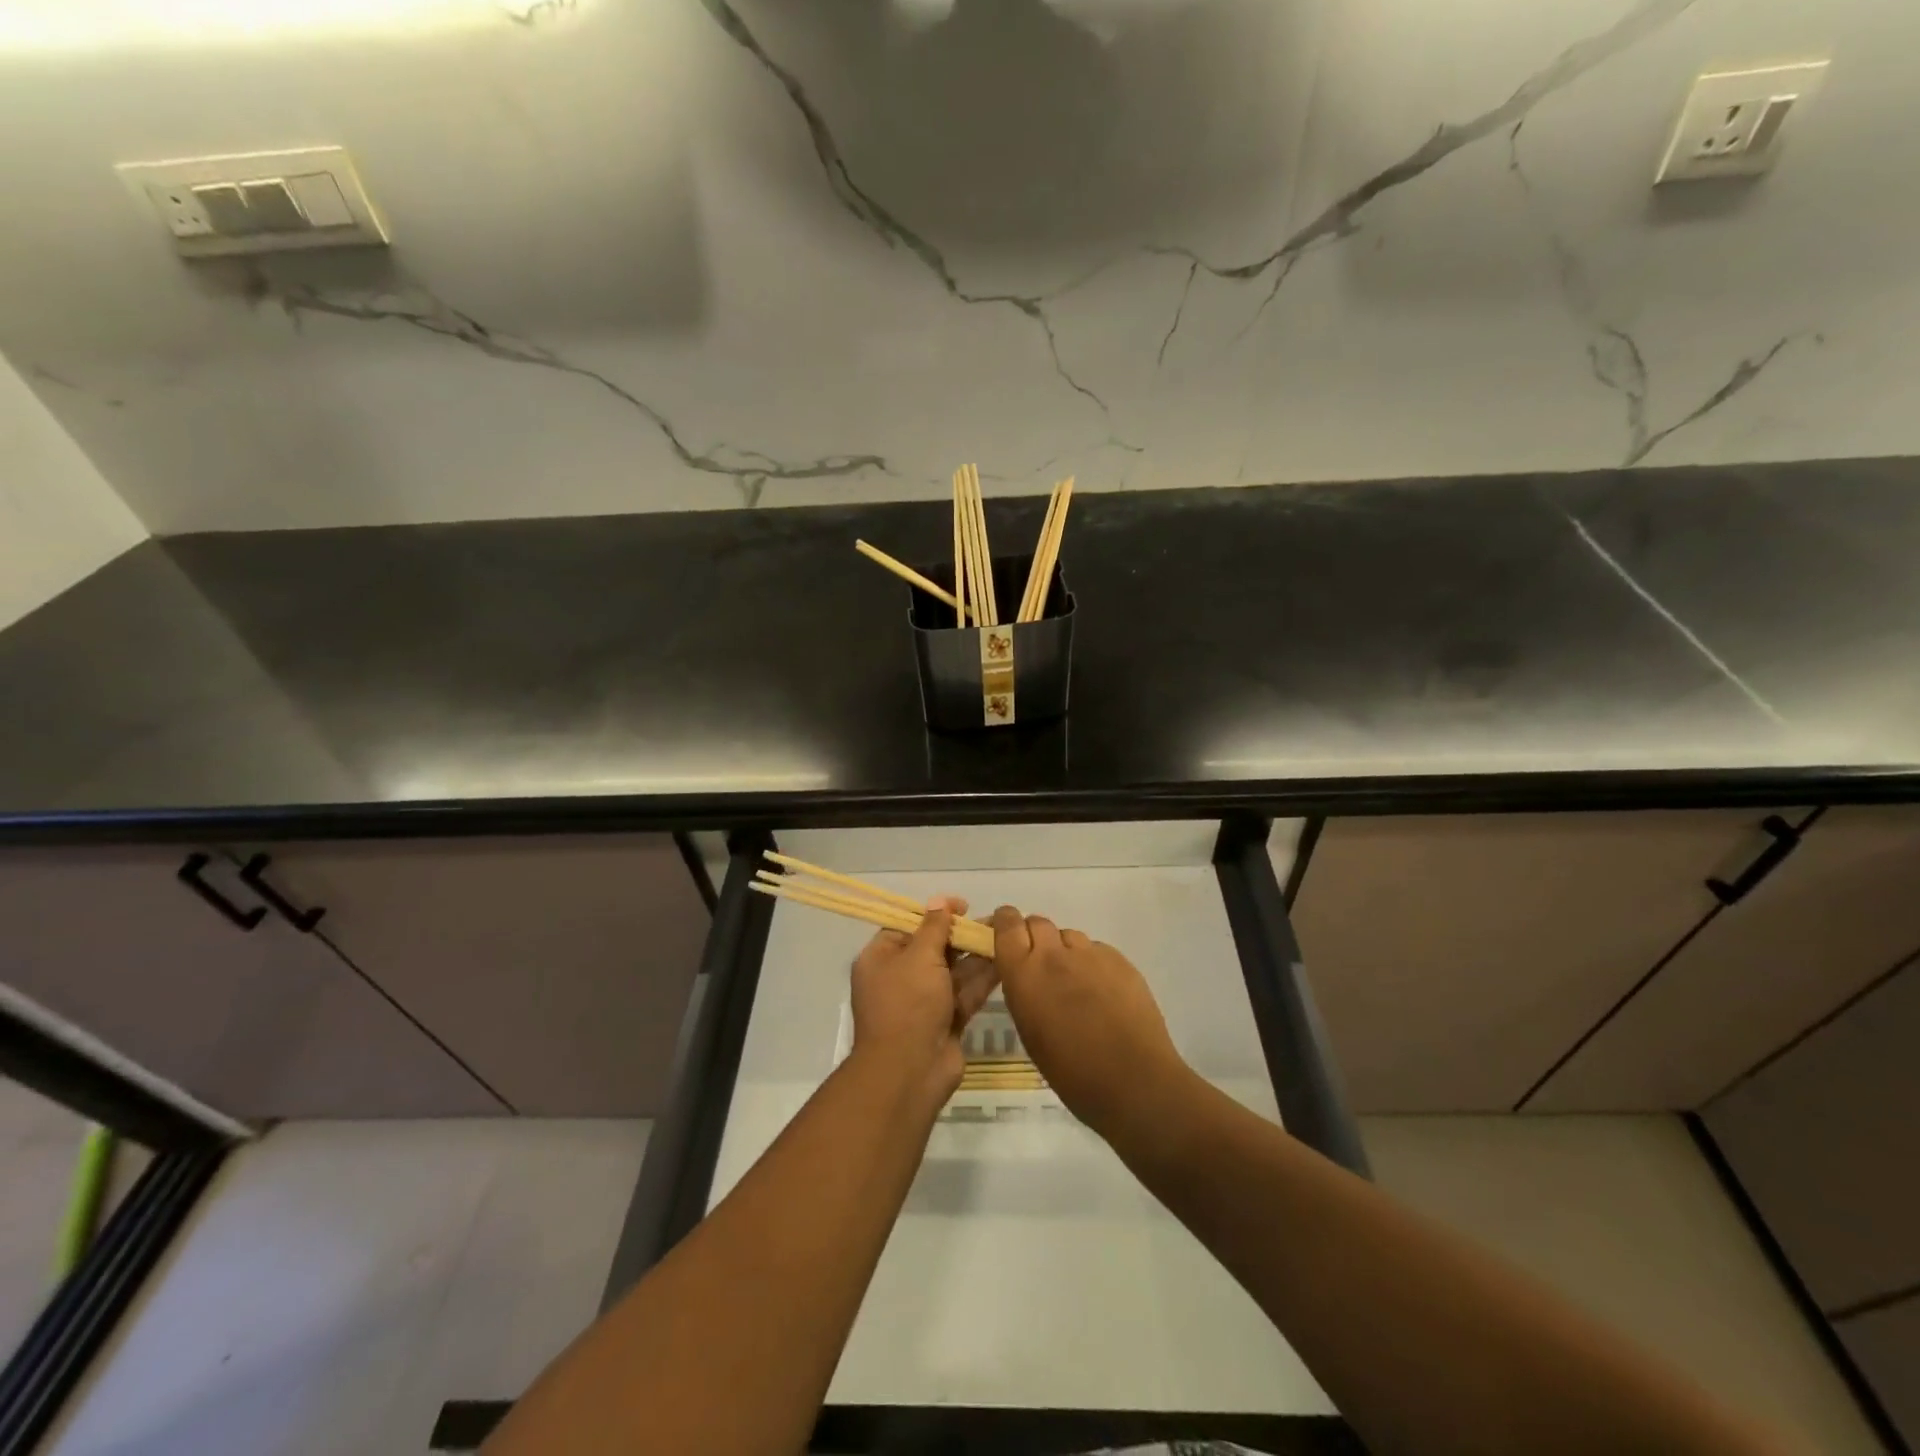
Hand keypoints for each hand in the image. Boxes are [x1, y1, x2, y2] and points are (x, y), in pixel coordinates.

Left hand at [850, 896, 998, 1101]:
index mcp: (880, 959)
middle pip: (932, 948)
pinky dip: (983, 978)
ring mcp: (923, 1001)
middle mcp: (899, 978)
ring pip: (953, 970)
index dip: (933, 914)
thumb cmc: (907, 1004)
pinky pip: (964, 992)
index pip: (906, 926)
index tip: (961, 906)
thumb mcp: (919, 956)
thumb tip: (939, 901)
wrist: (910, 1071)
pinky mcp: (946, 1020)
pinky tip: (1006, 959)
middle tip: (991, 921)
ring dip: (976, 953)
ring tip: (1004, 934)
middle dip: (960, 934)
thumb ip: (934, 927)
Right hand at [992, 906, 1189, 1139]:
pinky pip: (1096, 950)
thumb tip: (1027, 977)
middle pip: (1037, 922)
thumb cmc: (1072, 1071)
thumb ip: (1024, 992)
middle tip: (1040, 964)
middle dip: (1034, 936)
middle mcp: (1054, 954)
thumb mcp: (1029, 1032)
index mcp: (1025, 973)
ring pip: (1069, 936)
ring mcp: (1090, 953)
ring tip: (1075, 982)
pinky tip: (1102, 992)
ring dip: (1064, 950)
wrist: (1133, 1081)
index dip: (1005, 923)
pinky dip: (1092, 963)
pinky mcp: (1120, 959)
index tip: (1005, 934)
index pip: (1007, 925)